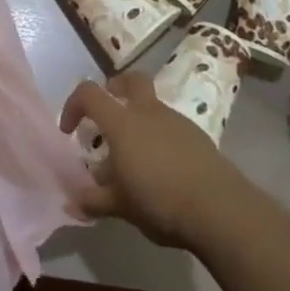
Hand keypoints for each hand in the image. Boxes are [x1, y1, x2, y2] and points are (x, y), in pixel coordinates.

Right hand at [61, 73, 249, 249]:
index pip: (89, 93)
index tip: (69, 132)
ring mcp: (177, 121)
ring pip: (152, 106)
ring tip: (134, 158)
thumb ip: (94, 201)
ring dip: (138, 120)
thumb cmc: (160, 201)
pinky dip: (160, 138)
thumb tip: (72, 202)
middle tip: (107, 114)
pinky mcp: (198, 136)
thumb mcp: (120, 206)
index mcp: (122, 123)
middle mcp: (149, 112)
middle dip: (115, 89)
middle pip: (131, 80)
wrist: (220, 209)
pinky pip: (171, 127)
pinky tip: (161, 169)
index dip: (73, 105)